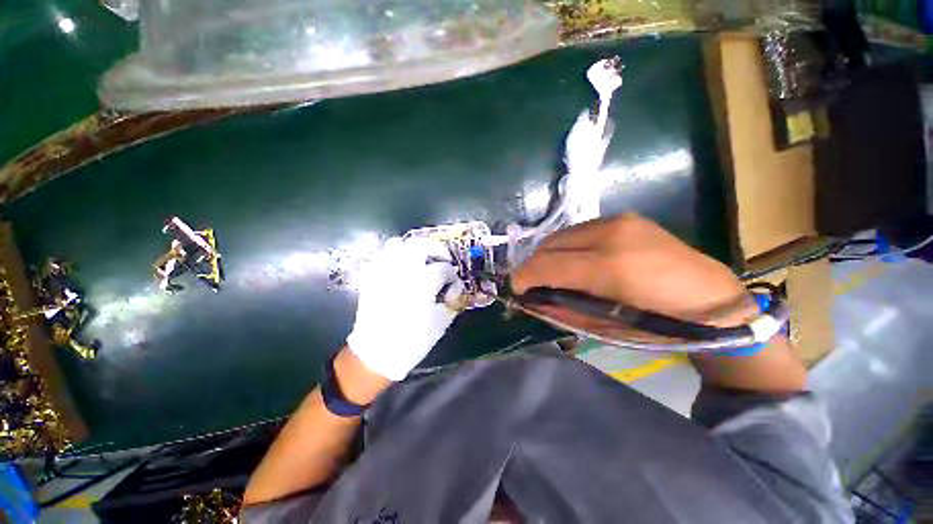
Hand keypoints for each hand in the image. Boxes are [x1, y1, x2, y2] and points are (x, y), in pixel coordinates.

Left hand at [347, 237, 461, 380]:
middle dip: (437, 248)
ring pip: (398, 244)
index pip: (443, 268)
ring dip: (414, 247)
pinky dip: (395, 255)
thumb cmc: (413, 340)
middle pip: (421, 245)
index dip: (452, 274)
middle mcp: (402, 271)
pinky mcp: (371, 277)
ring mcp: (384, 272)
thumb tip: (456, 287)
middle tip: (444, 257)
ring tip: (422, 258)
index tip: (453, 282)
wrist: (377, 353)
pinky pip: (382, 255)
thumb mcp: (441, 322)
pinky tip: (403, 265)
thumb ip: (452, 300)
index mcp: (422, 284)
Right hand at [513, 214, 806, 392]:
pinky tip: (574, 260)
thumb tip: (531, 301)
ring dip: (549, 254)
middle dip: (534, 264)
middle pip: (550, 244)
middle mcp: (611, 233)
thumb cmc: (660, 324)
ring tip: (552, 272)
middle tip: (532, 282)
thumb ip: (562, 310)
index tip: (516, 288)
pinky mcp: (625, 217)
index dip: (525, 276)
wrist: (713, 300)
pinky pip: (579, 231)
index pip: (548, 264)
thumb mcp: (605, 327)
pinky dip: (567, 246)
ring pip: (562, 234)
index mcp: (609, 267)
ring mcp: (619, 220)